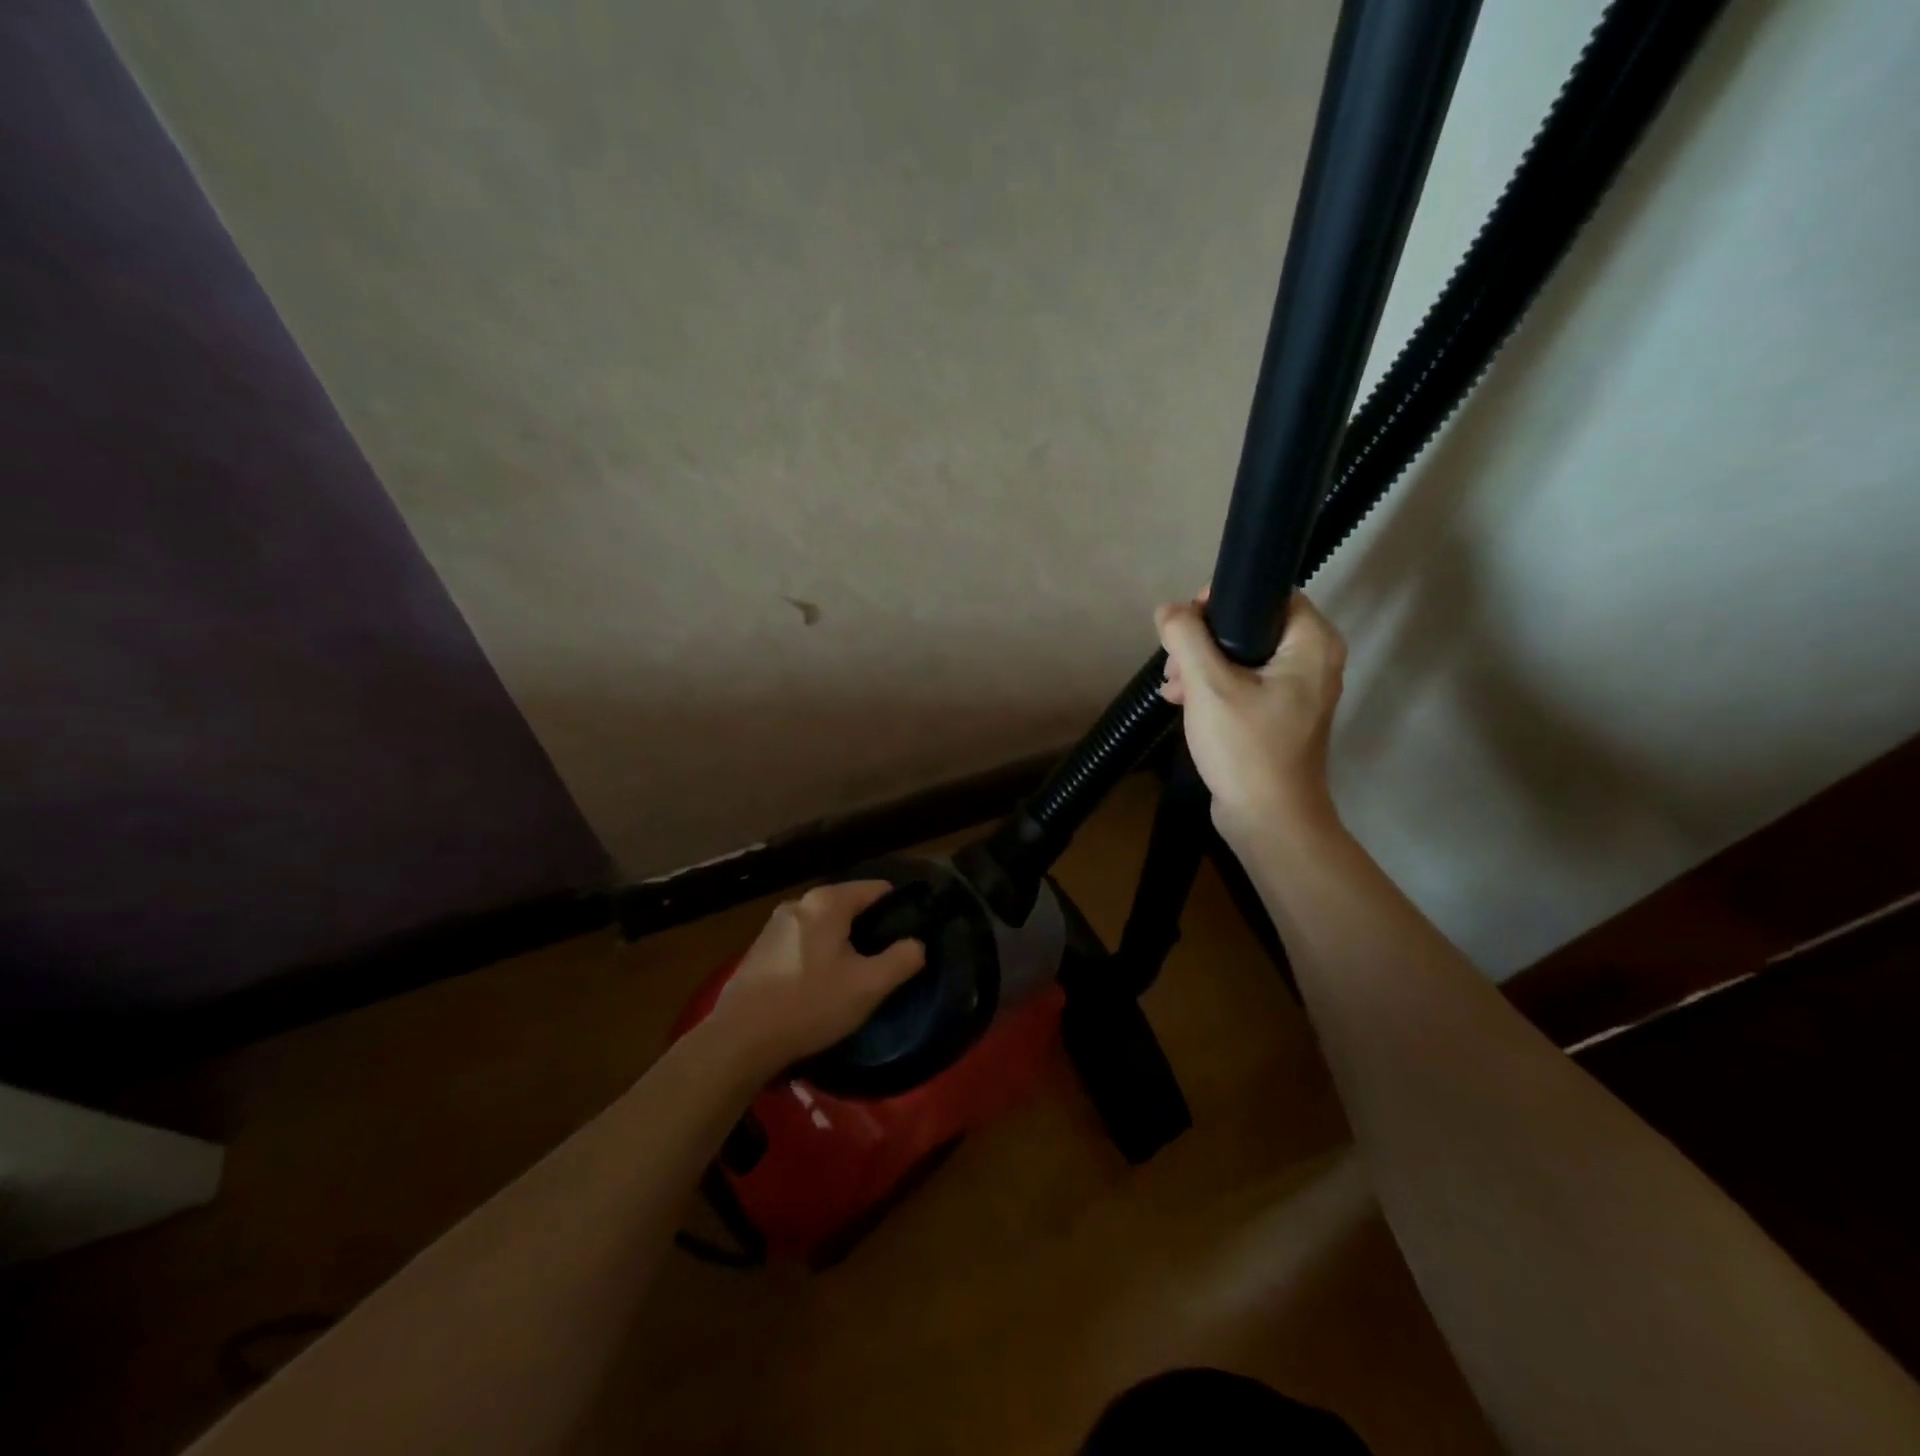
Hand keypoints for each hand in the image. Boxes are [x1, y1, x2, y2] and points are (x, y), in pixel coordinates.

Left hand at [709, 881, 926, 1076]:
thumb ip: (903, 959)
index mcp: (827, 902)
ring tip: (853, 978)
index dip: (899, 911)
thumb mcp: (869, 986)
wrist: (740, 1039)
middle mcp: (800, 903)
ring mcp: (775, 924)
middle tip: (883, 964)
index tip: (909, 939)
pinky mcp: (760, 948)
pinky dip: (817, 955)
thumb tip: (917, 944)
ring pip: (825, 926)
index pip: (877, 890)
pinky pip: (803, 941)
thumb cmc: (810, 1004)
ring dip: (842, 945)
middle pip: (850, 906)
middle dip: (869, 930)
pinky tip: (818, 987)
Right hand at [1156, 590, 1347, 843]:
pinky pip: (1243, 684)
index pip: (1268, 594)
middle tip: (1173, 664)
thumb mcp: (1209, 685)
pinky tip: (1182, 703)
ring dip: (1201, 666)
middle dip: (1202, 641)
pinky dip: (1213, 688)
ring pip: (1241, 656)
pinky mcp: (1280, 715)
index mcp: (1312, 642)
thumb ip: (1186, 637)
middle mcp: (1314, 660)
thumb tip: (1168, 610)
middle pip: (1249, 625)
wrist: (1268, 820)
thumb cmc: (1246, 747)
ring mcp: (1298, 690)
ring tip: (1172, 689)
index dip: (1223, 600)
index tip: (1187, 623)